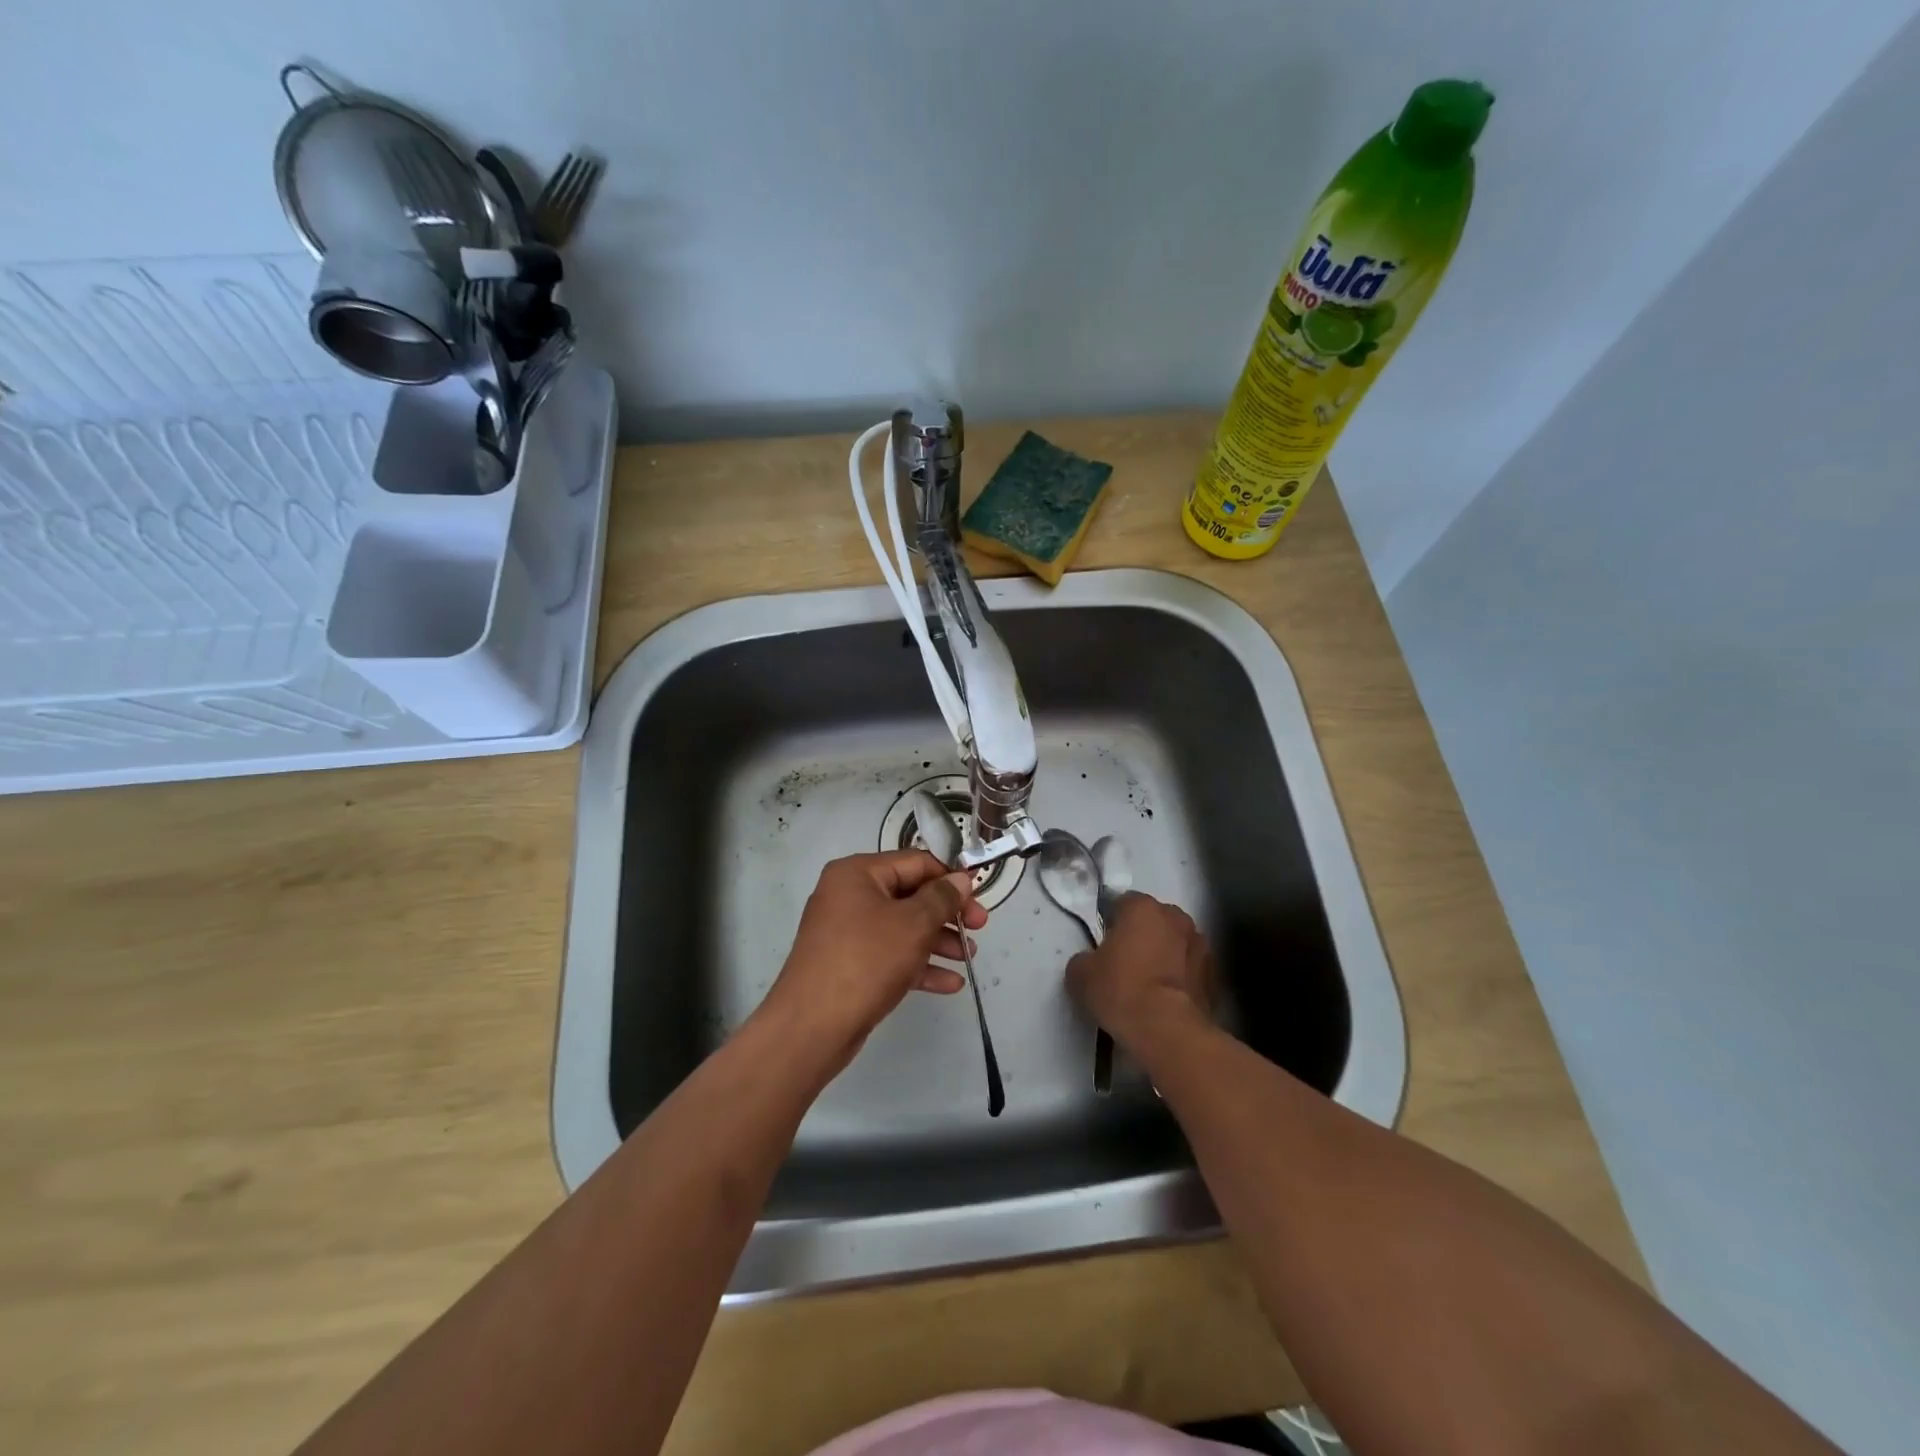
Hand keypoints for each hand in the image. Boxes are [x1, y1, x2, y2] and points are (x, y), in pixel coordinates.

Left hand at [760, 850, 987, 1070]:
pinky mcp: (849, 965)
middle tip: (979, 929)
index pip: (914, 862)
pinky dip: (919, 965)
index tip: (979, 897)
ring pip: (902, 927)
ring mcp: (847, 932)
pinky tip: (950, 983)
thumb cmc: (866, 960)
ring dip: (938, 941)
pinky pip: (891, 955)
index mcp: (857, 873)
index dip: (950, 877)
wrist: (812, 1026)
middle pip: (910, 895)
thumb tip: (961, 878)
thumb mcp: (913, 924)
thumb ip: (942, 898)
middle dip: (947, 913)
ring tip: (969, 957)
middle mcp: (849, 896)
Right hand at [1066, 892, 1212, 1051]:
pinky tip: (1166, 1000)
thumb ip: (1084, 959)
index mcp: (1142, 907)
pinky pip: (1189, 969)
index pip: (1123, 902)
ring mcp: (1200, 944)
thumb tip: (1090, 963)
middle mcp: (1175, 916)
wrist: (1168, 1030)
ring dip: (1164, 955)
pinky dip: (1180, 978)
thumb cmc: (1121, 990)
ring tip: (1148, 984)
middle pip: (1153, 920)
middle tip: (1125, 962)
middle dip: (1142, 935)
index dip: (1111, 922)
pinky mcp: (1214, 974)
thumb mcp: (1081, 974)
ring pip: (1175, 943)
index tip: (1103, 944)